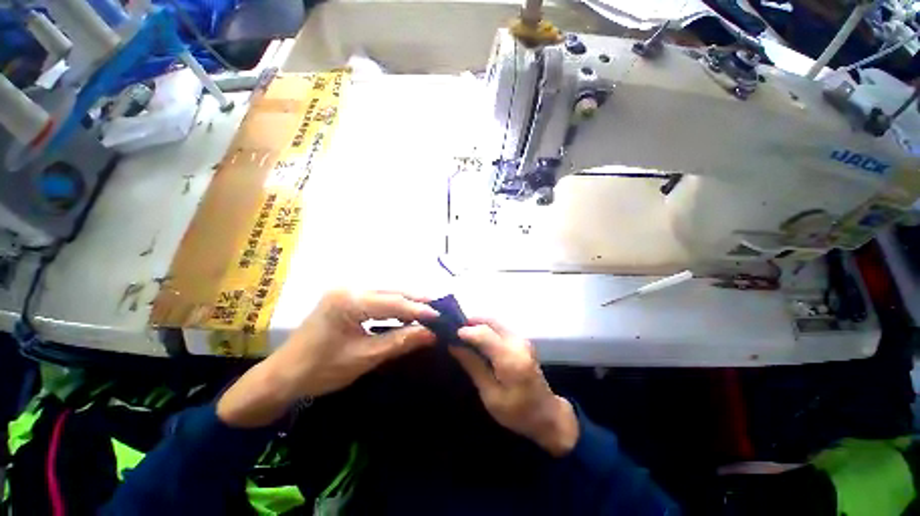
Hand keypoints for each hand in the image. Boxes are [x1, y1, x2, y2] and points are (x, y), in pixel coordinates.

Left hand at [217, 290, 436, 426]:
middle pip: (392, 291)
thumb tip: (431, 334)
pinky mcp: (346, 298)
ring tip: (428, 311)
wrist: (283, 376)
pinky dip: (394, 306)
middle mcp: (348, 288)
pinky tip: (406, 313)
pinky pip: (377, 299)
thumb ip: (399, 342)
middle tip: (439, 309)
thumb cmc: (319, 370)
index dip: (419, 310)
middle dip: (417, 301)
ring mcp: (346, 291)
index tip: (441, 316)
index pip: (393, 302)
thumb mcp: (363, 358)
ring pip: (386, 293)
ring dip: (407, 302)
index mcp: (348, 301)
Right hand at [451, 320, 578, 456]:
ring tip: (463, 335)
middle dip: (471, 322)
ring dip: (478, 324)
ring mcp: (522, 339)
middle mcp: (517, 342)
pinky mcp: (522, 341)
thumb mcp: (490, 395)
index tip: (450, 335)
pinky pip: (500, 327)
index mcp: (510, 357)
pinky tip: (478, 339)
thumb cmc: (517, 411)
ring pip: (495, 321)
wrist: (547, 414)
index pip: (484, 333)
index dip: (465, 331)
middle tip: (454, 331)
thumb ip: (473, 366)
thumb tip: (454, 346)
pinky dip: (487, 328)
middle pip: (490, 321)